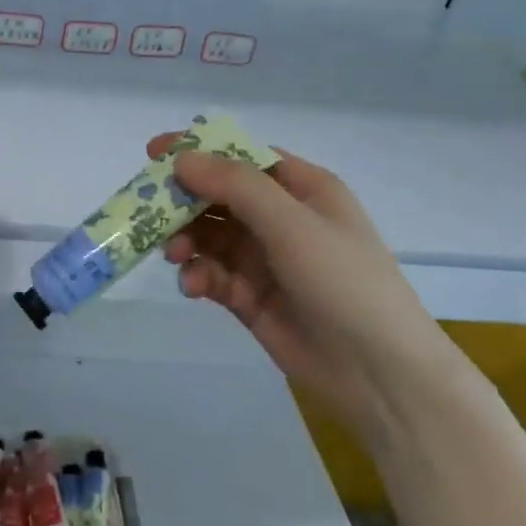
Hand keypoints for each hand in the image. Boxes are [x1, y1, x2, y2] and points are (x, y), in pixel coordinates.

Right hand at [150, 135, 462, 437]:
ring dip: (186, 241)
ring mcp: (264, 259)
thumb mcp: (292, 224)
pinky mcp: (250, 297)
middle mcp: (281, 218)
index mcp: (302, 189)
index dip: (200, 151)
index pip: (242, 157)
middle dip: (183, 202)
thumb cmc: (344, 282)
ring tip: (175, 255)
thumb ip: (235, 186)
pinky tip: (194, 288)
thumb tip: (182, 158)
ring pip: (209, 236)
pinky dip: (198, 276)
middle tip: (147, 212)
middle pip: (218, 197)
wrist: (378, 373)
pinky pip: (212, 274)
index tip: (154, 153)